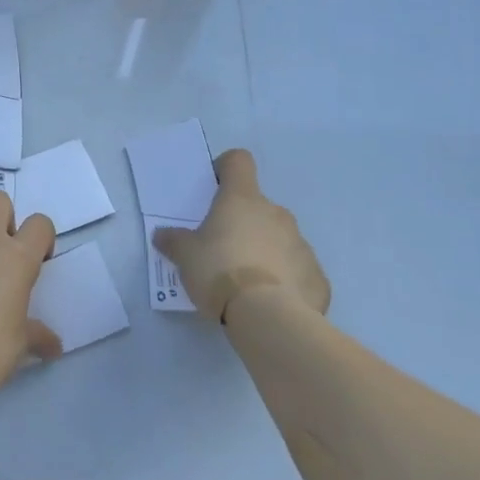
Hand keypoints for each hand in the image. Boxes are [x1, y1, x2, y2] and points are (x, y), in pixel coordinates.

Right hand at [152, 149, 330, 322]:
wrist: (268, 317)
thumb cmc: (220, 272)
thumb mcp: (185, 256)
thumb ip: (174, 241)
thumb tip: (162, 235)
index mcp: (242, 199)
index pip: (238, 161)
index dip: (226, 169)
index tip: (215, 189)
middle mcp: (276, 213)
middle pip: (258, 206)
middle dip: (244, 223)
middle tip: (224, 251)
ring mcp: (301, 244)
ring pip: (281, 238)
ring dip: (267, 252)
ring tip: (249, 284)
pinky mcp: (317, 277)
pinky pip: (299, 271)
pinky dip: (287, 282)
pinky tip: (272, 303)